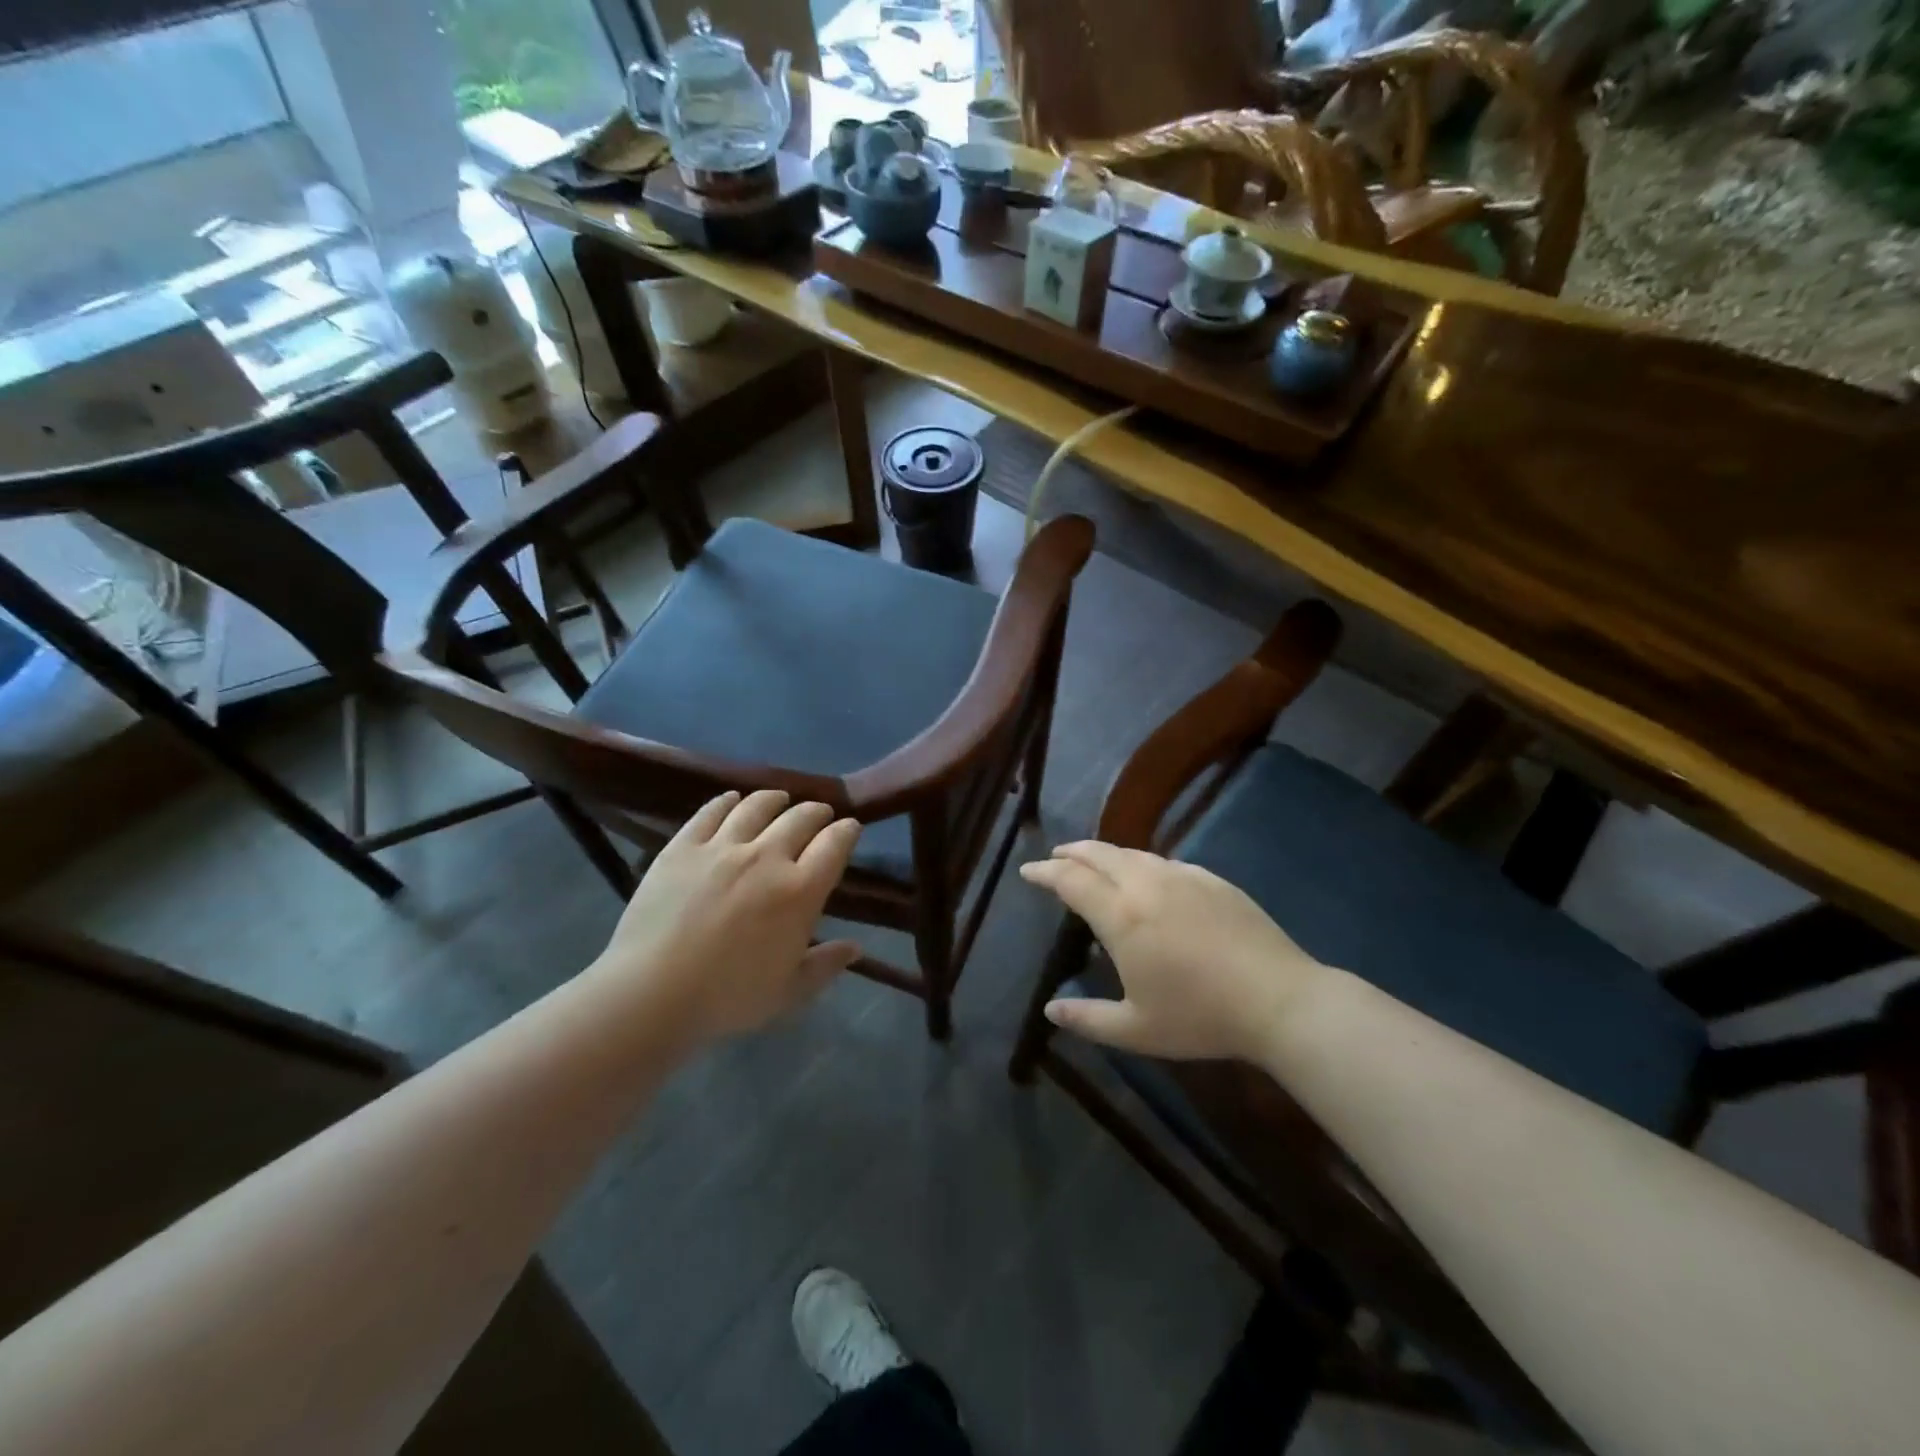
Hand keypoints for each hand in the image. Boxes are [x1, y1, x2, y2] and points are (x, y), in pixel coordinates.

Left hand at [593, 790, 862, 1048]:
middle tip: (819, 814)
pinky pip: (711, 812)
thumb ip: (825, 965)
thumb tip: (855, 948)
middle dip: (817, 812)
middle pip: (801, 817)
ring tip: (780, 799)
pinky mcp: (683, 846)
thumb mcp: (789, 991)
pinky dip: (727, 801)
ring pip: (757, 806)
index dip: (847, 831)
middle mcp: (767, 856)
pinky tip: (732, 800)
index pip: (835, 844)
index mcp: (800, 890)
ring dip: (775, 799)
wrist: (652, 992)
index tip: (850, 829)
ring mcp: (722, 847)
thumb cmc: (728, 997)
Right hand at [1019, 841, 1331, 1061]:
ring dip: (1105, 854)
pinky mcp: (1213, 879)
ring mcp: (1183, 877)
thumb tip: (1050, 1010)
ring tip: (1094, 862)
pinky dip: (1141, 862)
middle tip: (1055, 857)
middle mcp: (1146, 884)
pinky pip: (1165, 862)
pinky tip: (1147, 876)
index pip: (1071, 880)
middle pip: (1099, 854)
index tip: (1028, 871)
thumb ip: (1087, 1019)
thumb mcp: (1136, 1030)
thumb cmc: (1200, 1016)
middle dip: (1072, 852)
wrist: (1279, 999)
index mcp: (1121, 916)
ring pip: (1133, 853)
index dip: (1046, 872)